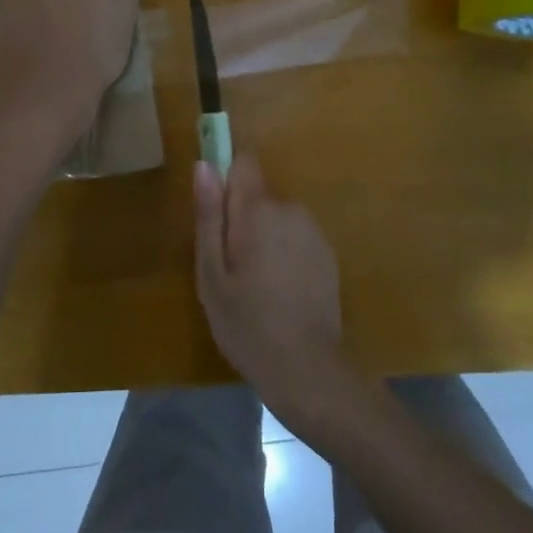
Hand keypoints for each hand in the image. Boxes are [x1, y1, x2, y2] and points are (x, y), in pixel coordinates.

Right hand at [194, 153, 347, 425]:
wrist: (307, 369)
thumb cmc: (247, 323)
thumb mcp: (212, 274)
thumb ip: (209, 216)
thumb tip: (204, 165)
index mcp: (258, 211)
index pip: (244, 163)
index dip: (226, 181)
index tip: (216, 215)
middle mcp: (291, 210)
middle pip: (258, 196)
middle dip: (242, 220)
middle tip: (231, 268)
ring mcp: (314, 232)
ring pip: (277, 219)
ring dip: (265, 238)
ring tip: (255, 285)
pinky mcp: (328, 254)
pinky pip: (296, 238)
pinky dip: (285, 254)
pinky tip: (281, 292)